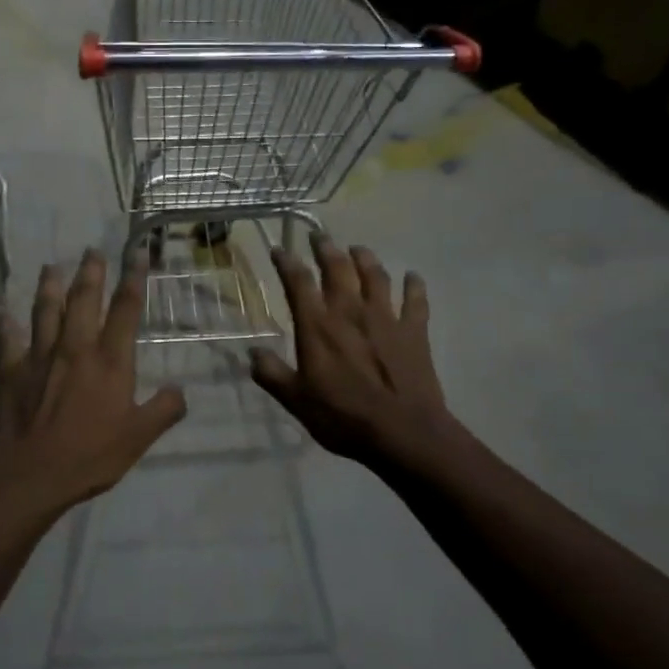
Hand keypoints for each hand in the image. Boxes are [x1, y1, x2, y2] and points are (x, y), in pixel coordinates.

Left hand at [0, 250, 186, 517]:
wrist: (30, 474)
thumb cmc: (89, 455)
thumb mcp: (138, 438)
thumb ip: (163, 411)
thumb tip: (180, 391)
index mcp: (110, 361)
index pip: (126, 310)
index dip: (134, 279)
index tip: (137, 253)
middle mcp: (76, 348)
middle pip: (84, 300)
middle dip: (91, 272)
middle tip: (91, 250)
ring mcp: (40, 356)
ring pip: (45, 311)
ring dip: (49, 287)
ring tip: (50, 267)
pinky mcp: (11, 371)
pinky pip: (6, 339)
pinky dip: (4, 322)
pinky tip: (0, 309)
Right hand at [250, 234, 457, 469]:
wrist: (403, 432)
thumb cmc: (343, 417)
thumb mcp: (296, 401)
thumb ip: (272, 374)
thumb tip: (252, 353)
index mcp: (318, 326)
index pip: (298, 283)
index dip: (286, 262)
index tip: (278, 249)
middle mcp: (350, 312)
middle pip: (338, 268)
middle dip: (326, 248)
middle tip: (319, 236)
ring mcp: (386, 318)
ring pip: (376, 276)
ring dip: (366, 258)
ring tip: (358, 249)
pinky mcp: (414, 331)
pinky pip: (416, 300)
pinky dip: (414, 285)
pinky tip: (413, 276)